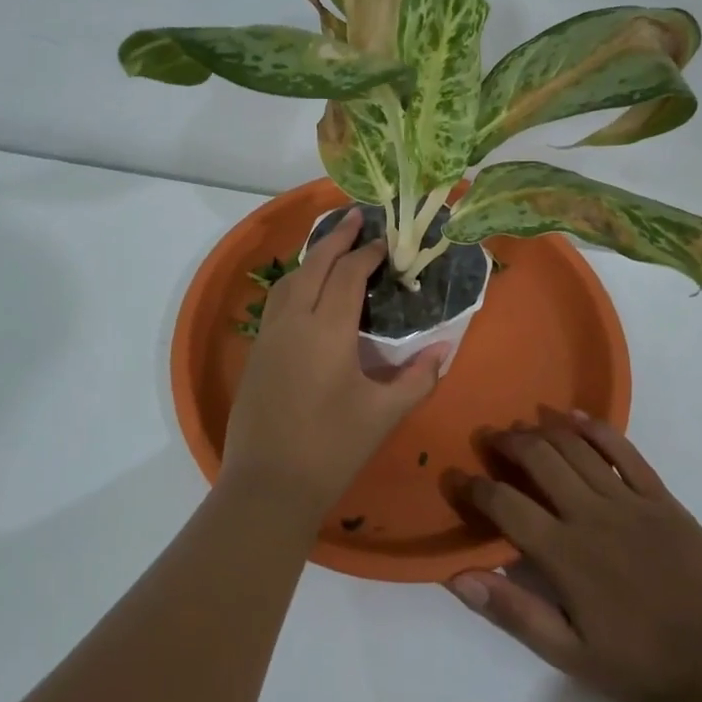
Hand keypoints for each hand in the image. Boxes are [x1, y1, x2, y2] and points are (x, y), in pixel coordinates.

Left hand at [220, 209, 446, 522]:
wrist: (268, 484)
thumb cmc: (332, 448)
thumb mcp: (382, 414)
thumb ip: (416, 378)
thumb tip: (444, 349)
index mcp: (327, 329)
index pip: (348, 275)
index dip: (367, 253)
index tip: (385, 241)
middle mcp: (294, 320)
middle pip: (314, 264)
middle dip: (336, 238)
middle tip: (355, 218)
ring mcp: (270, 334)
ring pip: (290, 279)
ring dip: (312, 257)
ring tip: (332, 248)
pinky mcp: (257, 350)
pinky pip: (278, 300)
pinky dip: (296, 281)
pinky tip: (306, 291)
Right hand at [448, 412, 701, 701]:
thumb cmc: (646, 668)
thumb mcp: (572, 656)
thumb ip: (514, 612)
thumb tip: (458, 578)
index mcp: (565, 555)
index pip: (505, 504)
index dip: (474, 488)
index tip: (455, 478)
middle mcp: (590, 515)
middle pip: (538, 459)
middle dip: (506, 443)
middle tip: (488, 440)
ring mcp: (628, 501)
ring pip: (574, 448)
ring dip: (542, 431)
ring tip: (522, 428)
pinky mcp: (661, 497)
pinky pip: (623, 450)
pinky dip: (595, 428)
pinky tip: (574, 418)